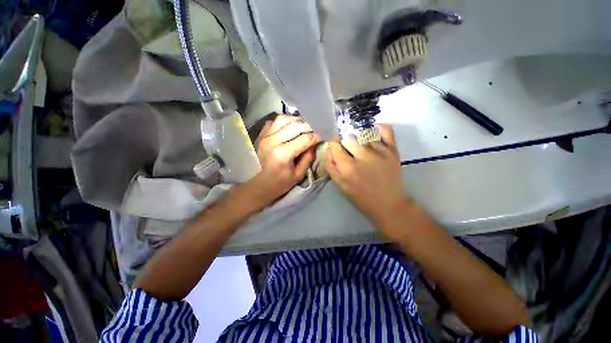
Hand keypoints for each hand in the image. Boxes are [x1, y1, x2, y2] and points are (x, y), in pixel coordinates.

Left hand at [243, 114, 319, 207]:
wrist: (259, 185)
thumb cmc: (280, 183)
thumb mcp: (298, 175)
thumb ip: (308, 158)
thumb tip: (314, 144)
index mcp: (283, 154)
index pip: (305, 139)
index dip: (316, 136)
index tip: (323, 136)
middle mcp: (273, 141)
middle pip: (296, 126)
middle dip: (309, 126)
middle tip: (315, 130)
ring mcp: (265, 136)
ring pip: (283, 119)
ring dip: (296, 120)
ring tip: (303, 126)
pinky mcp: (261, 135)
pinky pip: (273, 121)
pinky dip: (283, 122)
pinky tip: (289, 127)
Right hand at [325, 124, 410, 234]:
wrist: (388, 204)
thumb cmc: (361, 197)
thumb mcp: (340, 185)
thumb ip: (330, 166)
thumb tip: (329, 148)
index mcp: (347, 168)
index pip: (335, 146)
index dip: (334, 145)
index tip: (337, 146)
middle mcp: (363, 156)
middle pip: (348, 137)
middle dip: (346, 143)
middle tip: (350, 149)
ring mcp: (380, 151)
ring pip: (364, 132)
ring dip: (360, 137)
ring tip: (362, 145)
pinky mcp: (393, 150)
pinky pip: (386, 130)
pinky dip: (379, 127)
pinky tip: (374, 131)